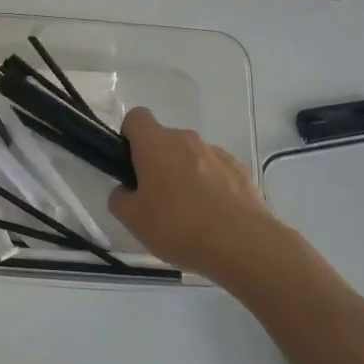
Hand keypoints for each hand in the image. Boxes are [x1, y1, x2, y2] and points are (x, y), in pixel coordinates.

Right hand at [109, 107, 283, 278]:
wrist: (243, 245)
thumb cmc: (179, 226)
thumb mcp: (133, 220)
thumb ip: (120, 198)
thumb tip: (127, 190)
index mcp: (155, 144)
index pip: (136, 118)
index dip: (129, 137)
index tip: (131, 165)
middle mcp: (186, 139)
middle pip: (164, 141)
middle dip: (158, 163)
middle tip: (156, 200)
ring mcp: (217, 153)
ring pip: (191, 157)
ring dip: (186, 175)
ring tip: (190, 215)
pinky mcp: (240, 170)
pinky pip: (216, 171)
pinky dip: (211, 187)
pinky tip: (214, 217)